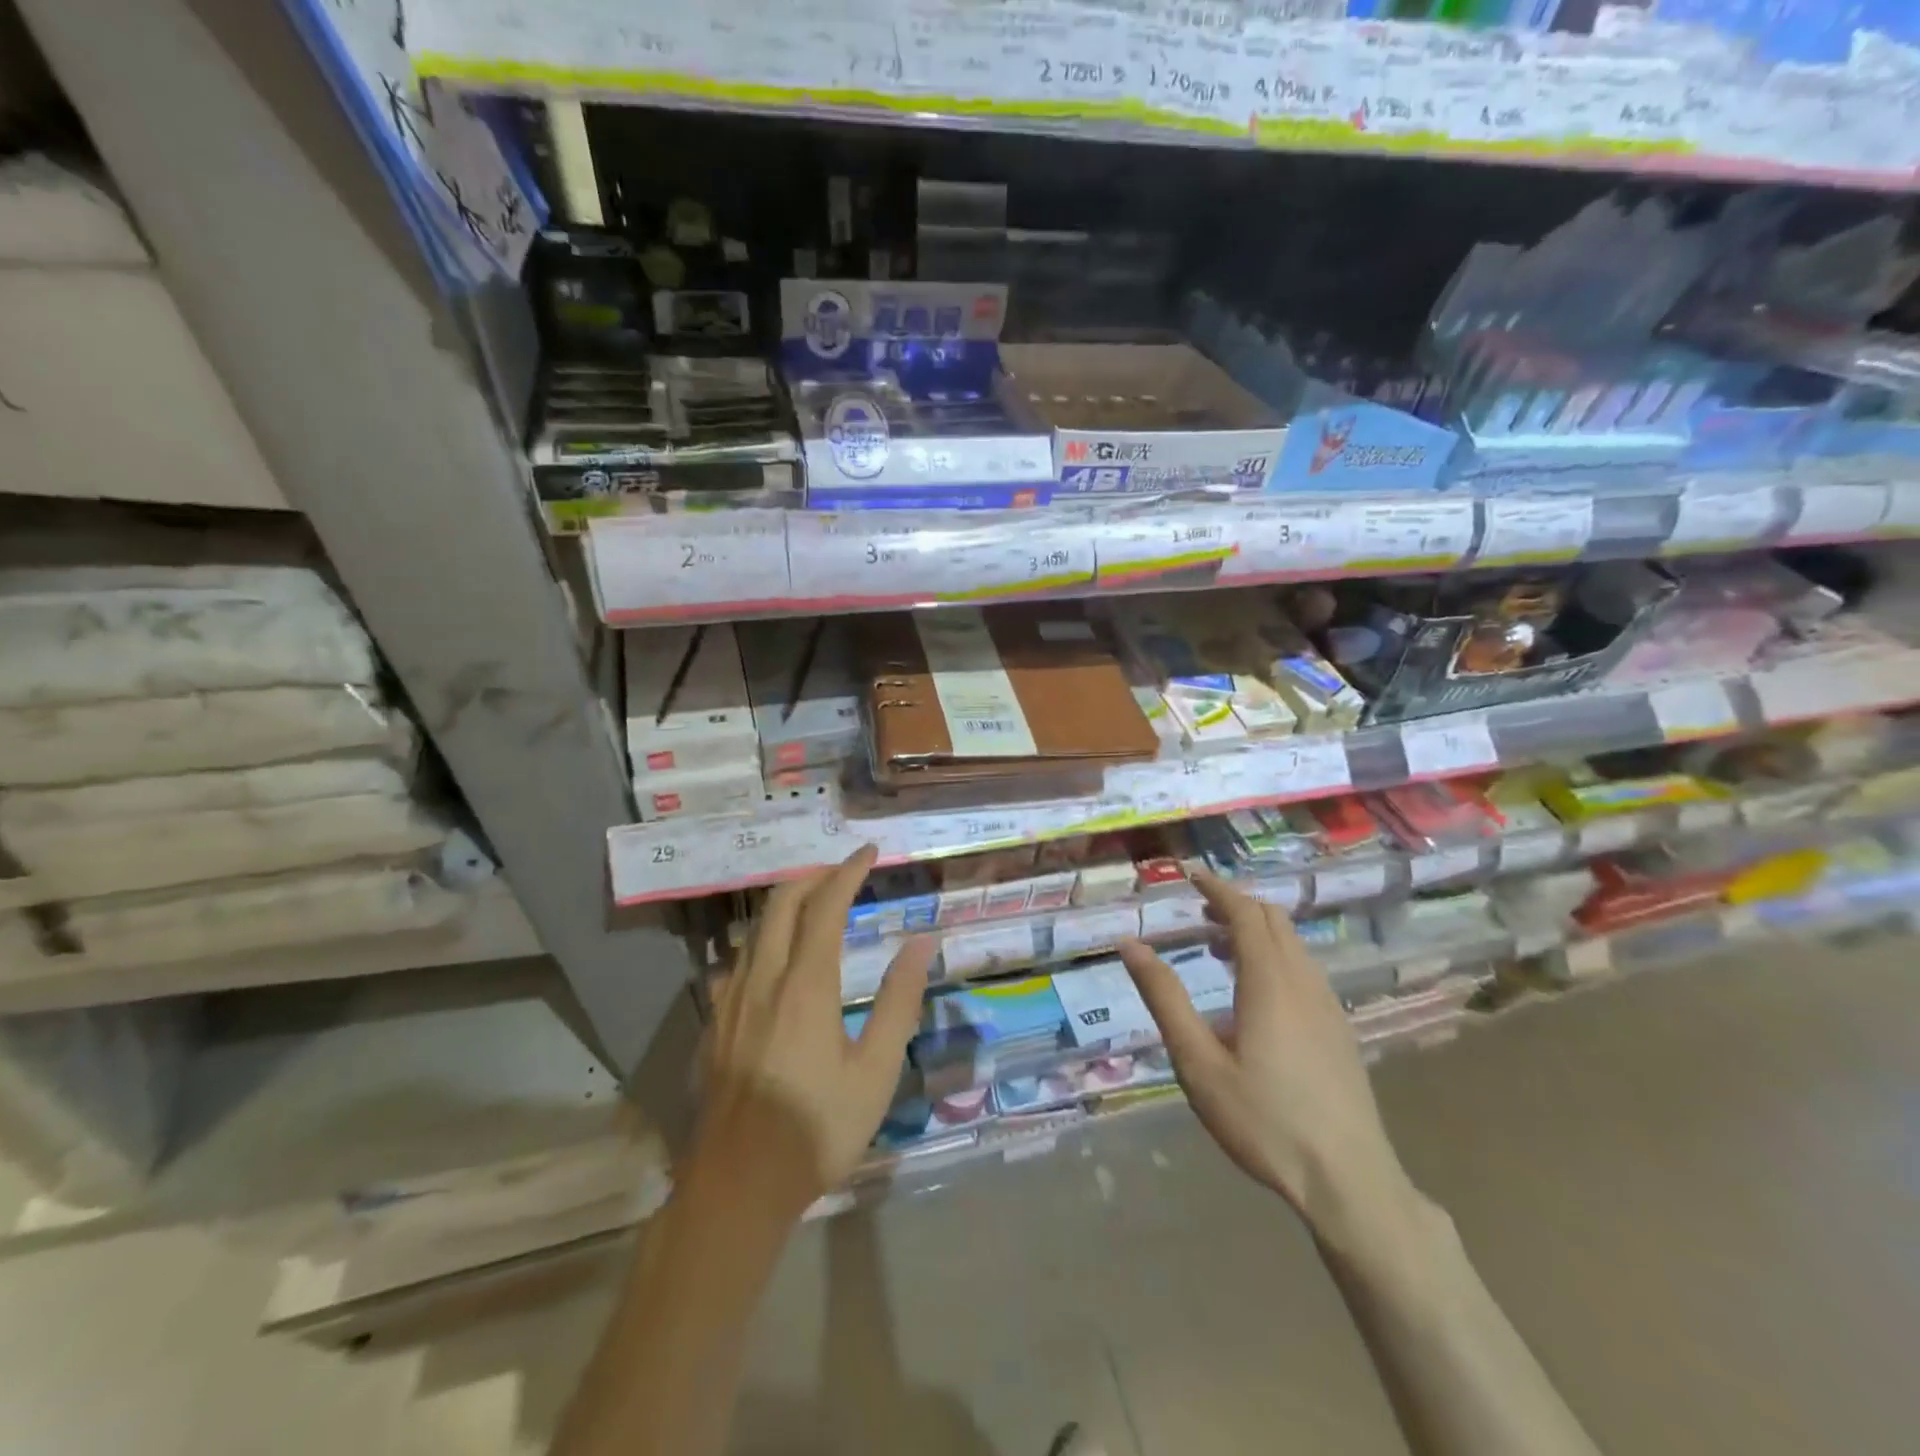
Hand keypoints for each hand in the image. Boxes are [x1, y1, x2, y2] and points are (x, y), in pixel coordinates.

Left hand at [692, 844, 932, 1210]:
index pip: (826, 906)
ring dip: (787, 903)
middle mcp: (763, 979)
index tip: (870, 851)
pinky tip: (776, 959)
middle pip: (782, 903)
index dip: (848, 871)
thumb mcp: (876, 1071)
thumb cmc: (816, 1130)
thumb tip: (922, 943)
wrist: (736, 1186)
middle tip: (844, 870)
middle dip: (814, 875)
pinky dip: (765, 938)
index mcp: (806, 986)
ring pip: (756, 928)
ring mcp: (730, 1000)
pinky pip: (739, 959)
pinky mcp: (714, 1022)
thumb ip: (899, 1001)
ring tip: (816, 903)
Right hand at [1118, 871, 1411, 1234]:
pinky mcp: (1339, 1029)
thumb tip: (1129, 945)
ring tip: (1218, 947)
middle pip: (1273, 919)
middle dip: (1235, 905)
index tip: (1189, 875)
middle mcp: (1303, 981)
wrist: (1349, 1180)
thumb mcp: (1198, 1062)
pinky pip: (1304, 968)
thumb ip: (1164, 998)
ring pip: (1292, 944)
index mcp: (1269, 981)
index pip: (1244, 912)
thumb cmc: (1263, 1120)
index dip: (1216, 889)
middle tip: (1198, 912)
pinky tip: (1256, 991)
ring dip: (1256, 930)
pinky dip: (1275, 955)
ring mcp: (1328, 1005)